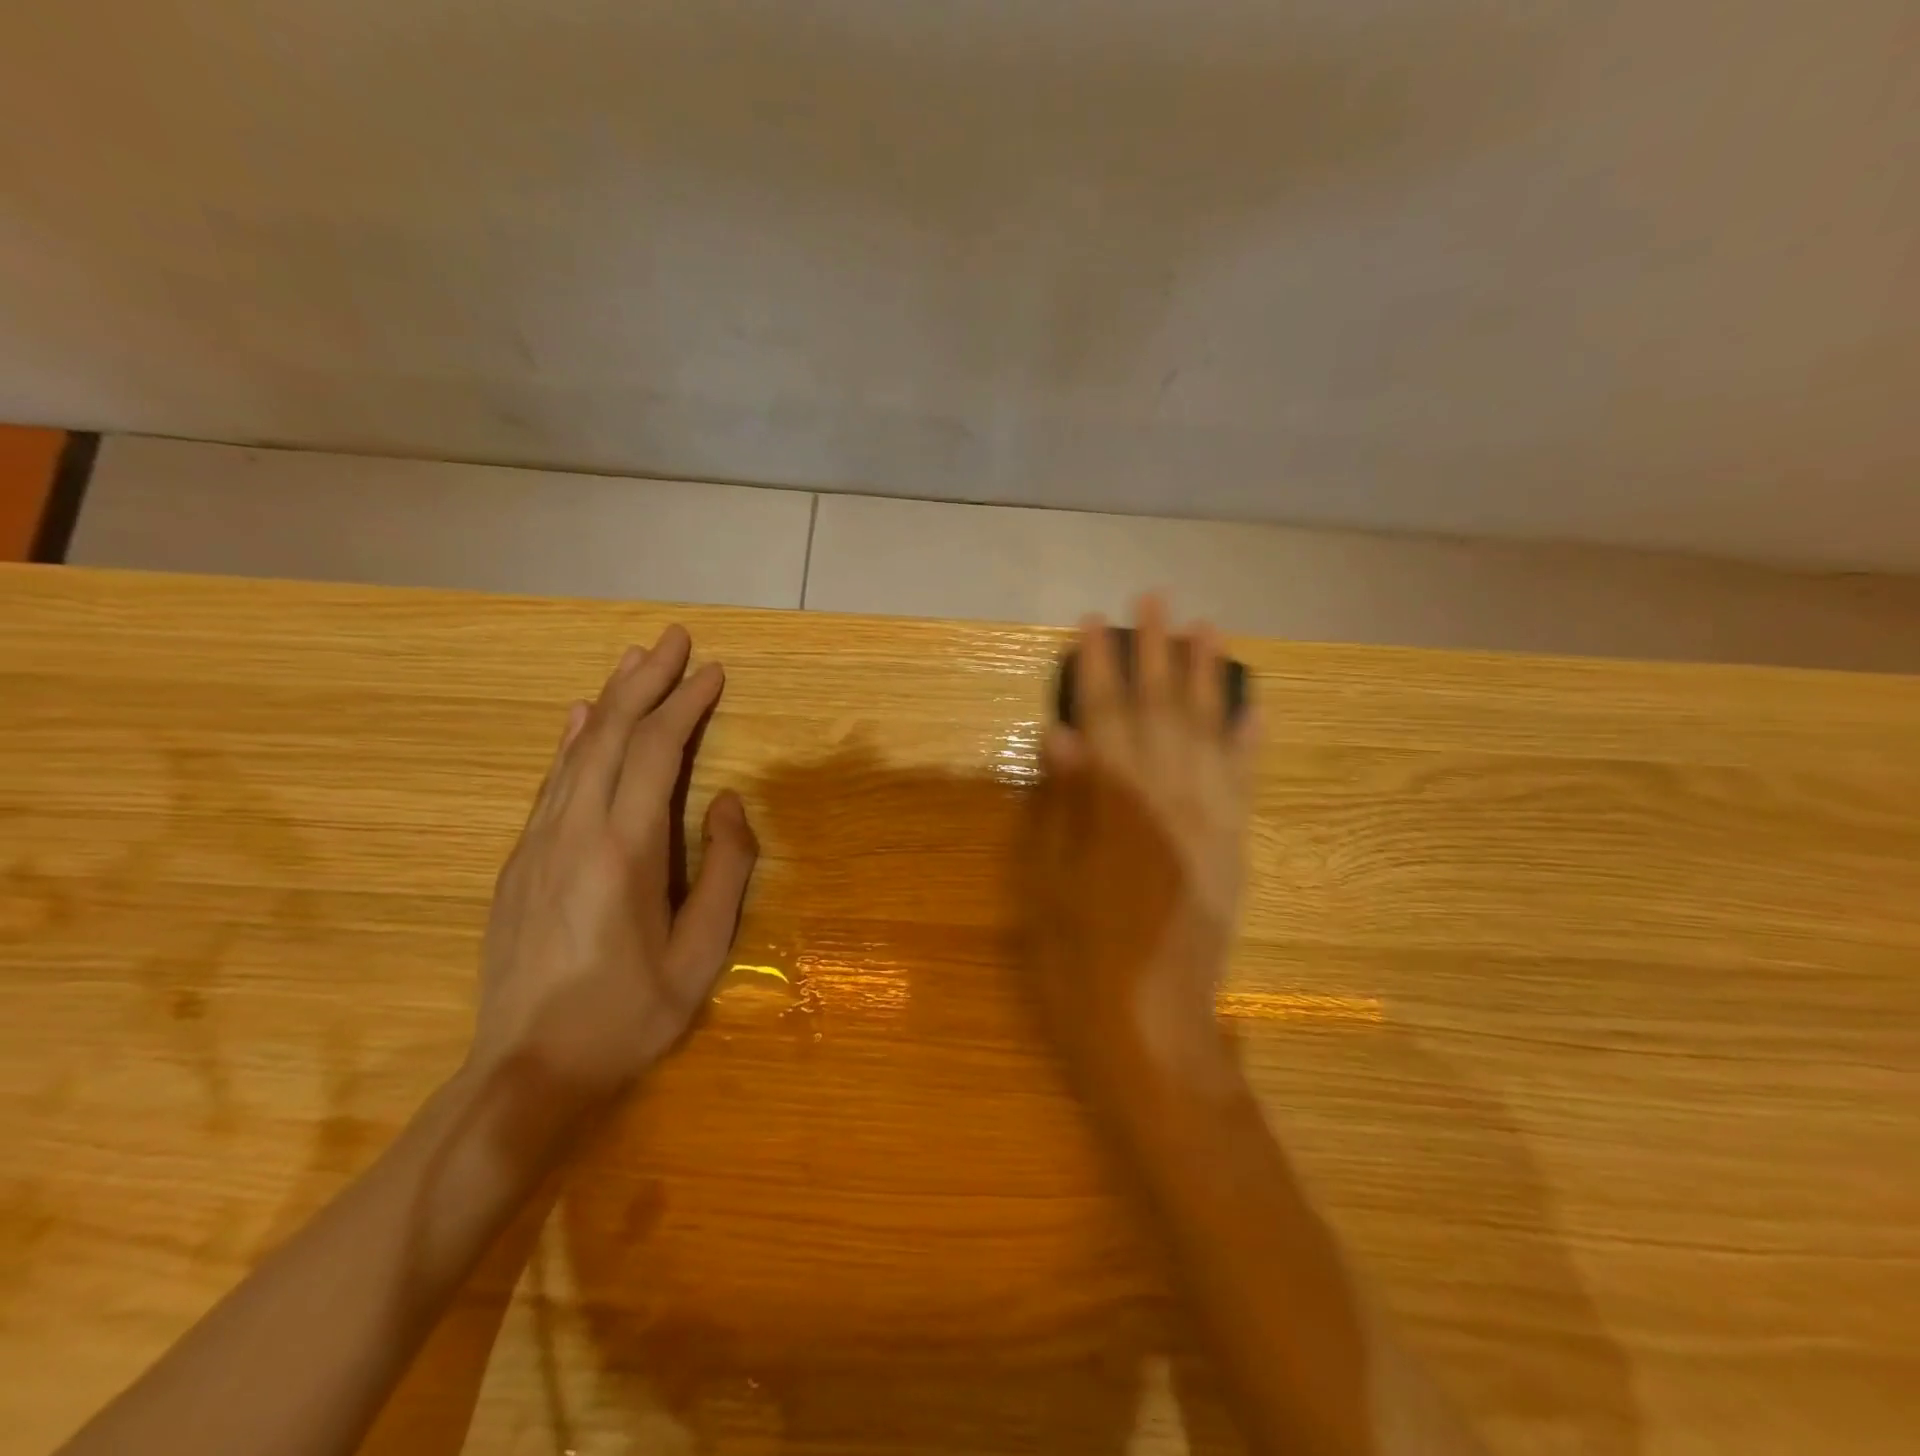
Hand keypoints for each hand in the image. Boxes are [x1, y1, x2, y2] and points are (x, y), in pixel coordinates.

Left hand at [468, 625, 758, 1121]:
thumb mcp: (701, 954)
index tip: (714, 672)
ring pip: (577, 751)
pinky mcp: (519, 861)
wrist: (525, 1071)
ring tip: (635, 661)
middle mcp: (574, 829)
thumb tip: (729, 802)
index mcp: (624, 849)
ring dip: (609, 700)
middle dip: (646, 681)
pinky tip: (581, 719)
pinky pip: (552, 782)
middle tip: (674, 639)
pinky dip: (573, 741)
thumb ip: (724, 871)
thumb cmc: (628, 1014)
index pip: (657, 752)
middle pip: (611, 734)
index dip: (686, 705)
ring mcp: (538, 842)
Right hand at [1027, 596, 1258, 1101]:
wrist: (1152, 1024)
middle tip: (1155, 598)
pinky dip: (1251, 739)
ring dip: (1208, 676)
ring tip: (1208, 627)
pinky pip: (1247, 780)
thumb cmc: (1080, 956)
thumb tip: (1062, 733)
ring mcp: (1211, 819)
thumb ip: (1064, 802)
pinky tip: (1255, 704)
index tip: (1092, 622)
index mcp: (1116, 805)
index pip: (1103, 716)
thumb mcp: (1048, 880)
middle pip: (1161, 708)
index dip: (1096, 666)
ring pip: (1210, 731)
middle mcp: (1170, 798)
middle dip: (1156, 650)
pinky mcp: (1235, 844)